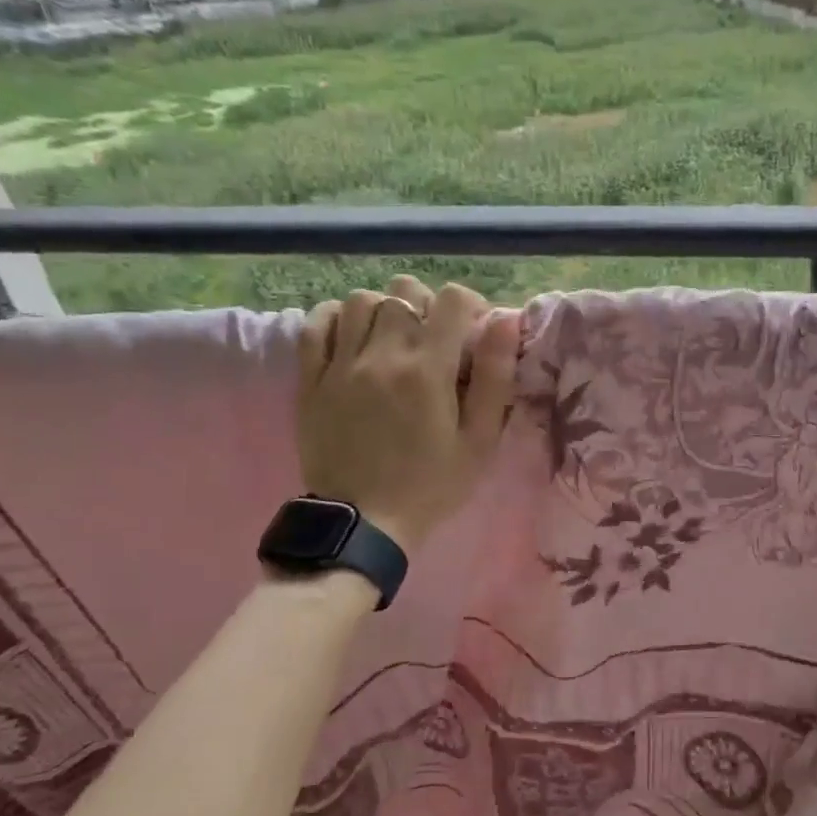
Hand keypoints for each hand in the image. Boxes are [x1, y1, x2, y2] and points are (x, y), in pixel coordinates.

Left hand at [295, 277, 518, 555]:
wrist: (363, 523)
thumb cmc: (431, 484)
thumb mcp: (480, 441)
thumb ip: (495, 379)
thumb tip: (506, 322)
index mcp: (428, 370)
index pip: (450, 300)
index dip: (469, 305)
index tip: (473, 330)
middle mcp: (382, 355)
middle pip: (404, 292)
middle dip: (427, 305)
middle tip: (434, 337)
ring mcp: (340, 365)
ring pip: (361, 301)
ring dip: (384, 310)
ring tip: (394, 337)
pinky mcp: (311, 380)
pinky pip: (317, 324)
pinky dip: (337, 318)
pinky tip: (353, 336)